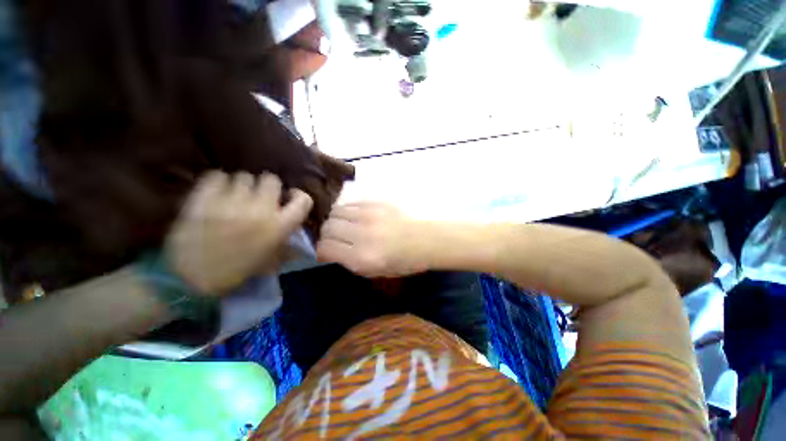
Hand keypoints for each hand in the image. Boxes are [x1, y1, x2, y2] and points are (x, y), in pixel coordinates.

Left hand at [165, 171, 312, 293]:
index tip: (289, 197)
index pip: (303, 200)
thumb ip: (286, 240)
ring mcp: (231, 203)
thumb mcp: (272, 260)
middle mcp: (260, 210)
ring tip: (235, 196)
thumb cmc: (237, 271)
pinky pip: (217, 176)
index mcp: (279, 227)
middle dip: (268, 187)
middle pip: (271, 180)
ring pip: (244, 177)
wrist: (192, 279)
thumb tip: (293, 227)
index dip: (298, 195)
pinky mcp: (204, 199)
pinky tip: (217, 193)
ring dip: (243, 186)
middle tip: (259, 197)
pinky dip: (219, 182)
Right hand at [316, 202, 430, 277]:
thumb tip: (331, 251)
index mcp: (362, 257)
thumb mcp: (375, 272)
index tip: (327, 252)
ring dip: (336, 220)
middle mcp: (362, 234)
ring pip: (336, 211)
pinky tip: (355, 216)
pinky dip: (347, 210)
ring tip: (344, 225)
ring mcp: (369, 215)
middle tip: (335, 238)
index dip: (322, 251)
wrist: (426, 239)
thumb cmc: (403, 261)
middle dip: (327, 234)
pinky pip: (350, 202)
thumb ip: (349, 262)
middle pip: (328, 227)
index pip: (326, 247)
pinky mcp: (376, 202)